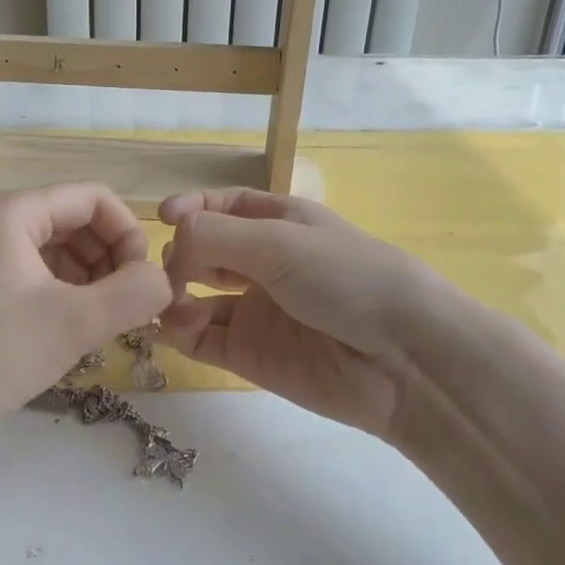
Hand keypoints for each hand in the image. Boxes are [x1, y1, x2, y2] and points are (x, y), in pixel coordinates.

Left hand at [0, 184, 172, 440]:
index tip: (141, 282)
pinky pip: (26, 270)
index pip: (91, 198)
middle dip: (107, 258)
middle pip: (70, 219)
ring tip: (99, 321)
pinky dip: (57, 290)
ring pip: (50, 247)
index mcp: (8, 212)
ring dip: (86, 277)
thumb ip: (135, 293)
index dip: (128, 234)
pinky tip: (67, 327)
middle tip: (123, 307)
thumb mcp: (76, 324)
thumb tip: (163, 279)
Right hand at [158, 189, 445, 443]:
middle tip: (170, 268)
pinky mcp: (250, 355)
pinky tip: (176, 326)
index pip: (227, 206)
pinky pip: (201, 338)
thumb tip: (171, 241)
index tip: (164, 217)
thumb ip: (215, 235)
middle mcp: (266, 264)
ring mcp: (256, 311)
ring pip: (196, 296)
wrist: (400, 358)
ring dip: (174, 293)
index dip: (194, 208)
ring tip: (168, 299)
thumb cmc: (345, 278)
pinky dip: (180, 330)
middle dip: (180, 254)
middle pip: (205, 250)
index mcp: (281, 223)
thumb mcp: (279, 241)